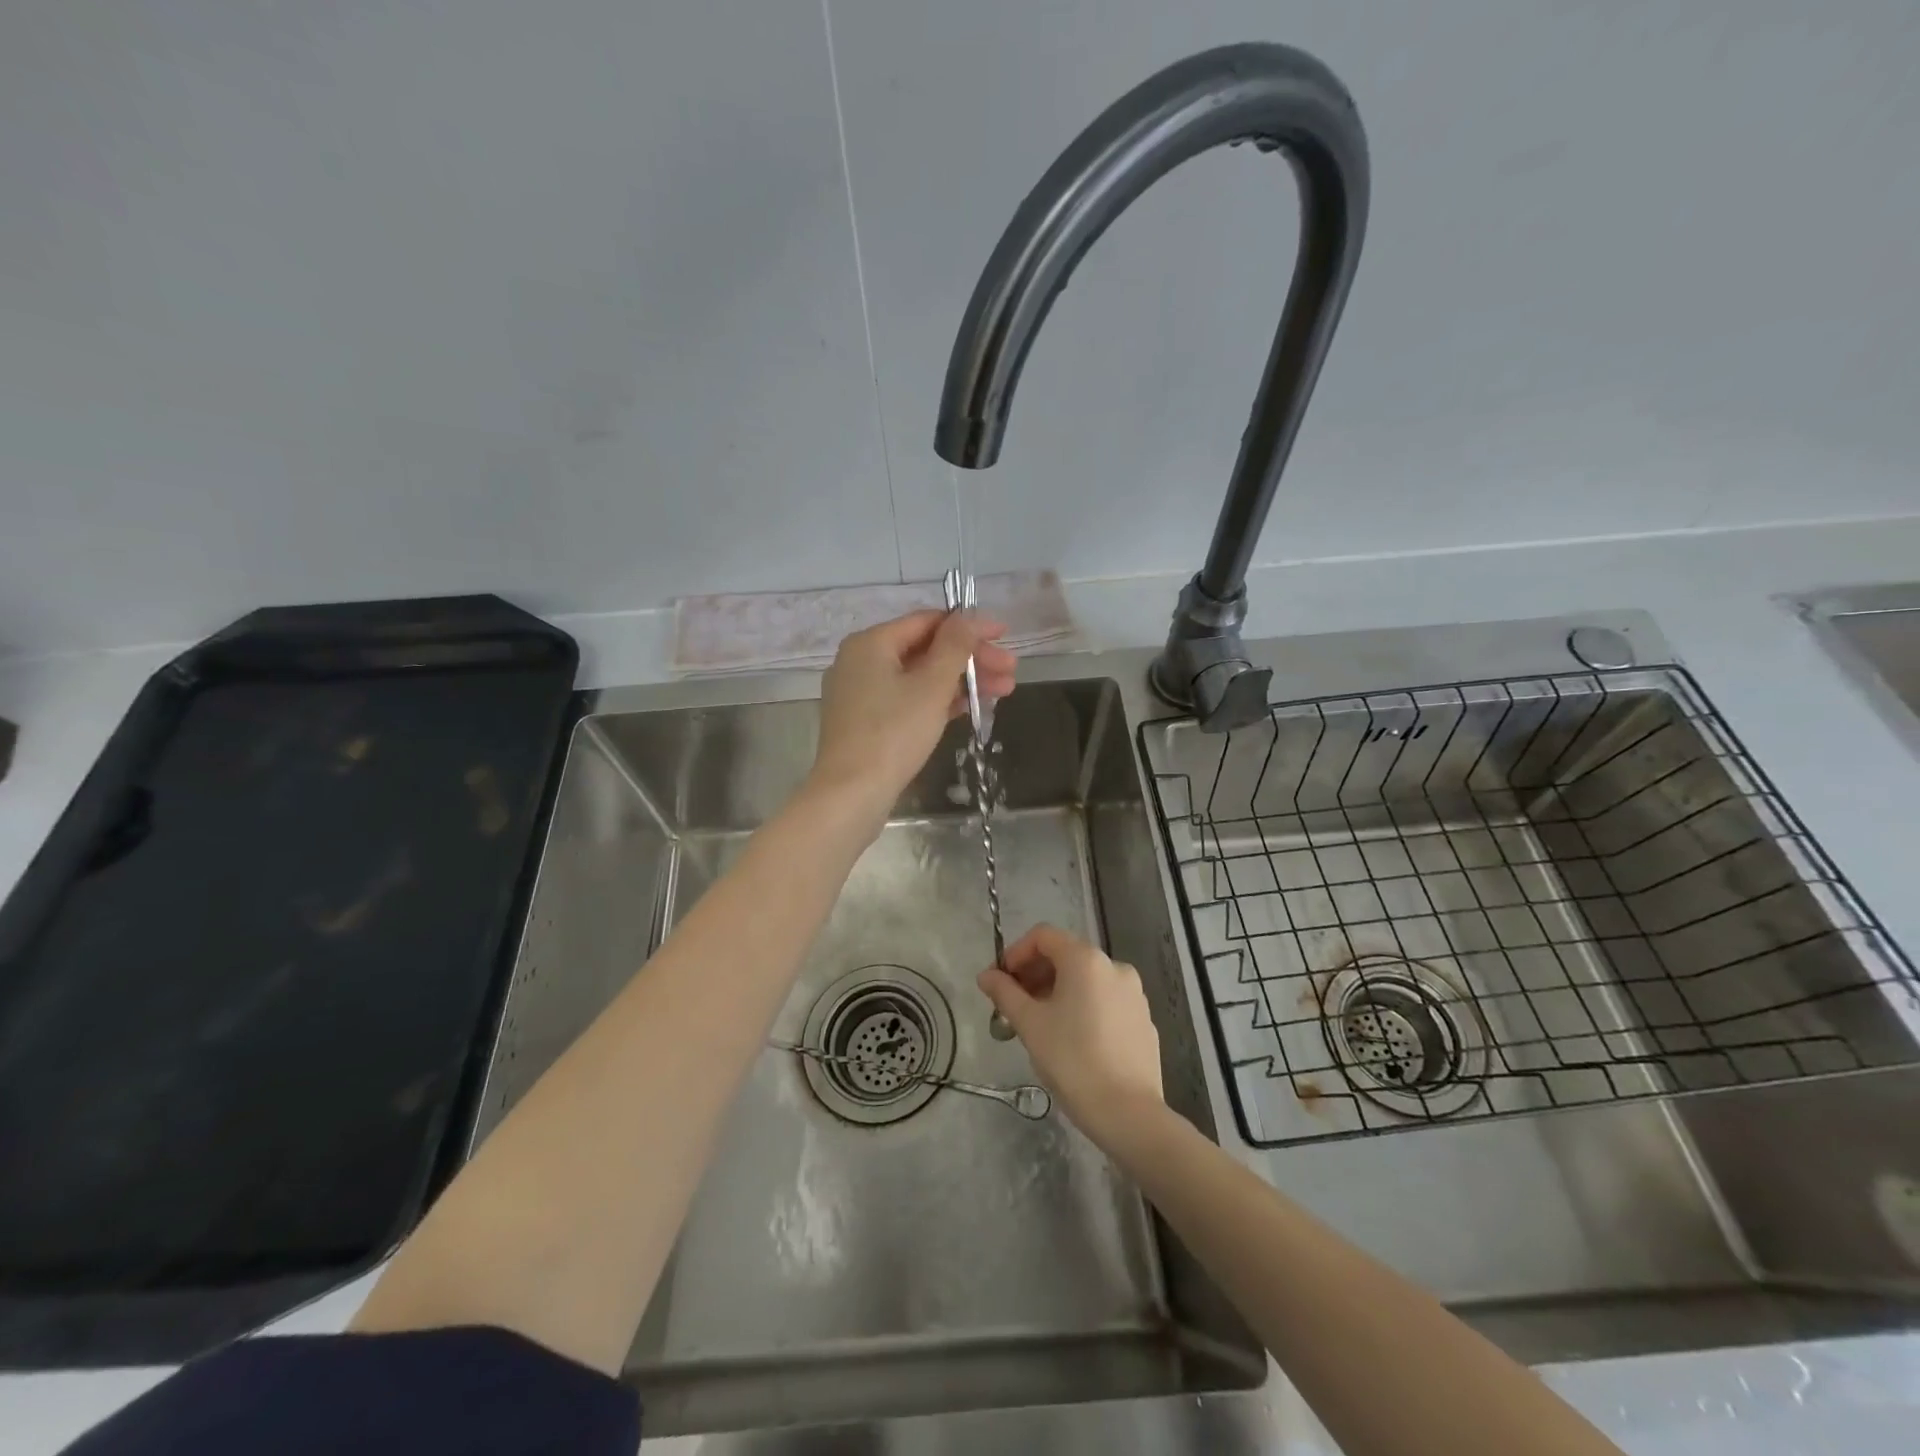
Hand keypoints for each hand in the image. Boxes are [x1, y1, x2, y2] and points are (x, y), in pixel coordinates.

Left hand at [808, 609, 1015, 819]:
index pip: (928, 621)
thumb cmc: (893, 733)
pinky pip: (907, 699)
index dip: (970, 626)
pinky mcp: (866, 722)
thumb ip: (955, 646)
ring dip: (960, 681)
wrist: (851, 794)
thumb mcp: (931, 686)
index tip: (1004, 636)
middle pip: (925, 649)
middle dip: (971, 659)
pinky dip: (937, 700)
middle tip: (1011, 671)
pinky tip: (970, 707)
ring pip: (919, 676)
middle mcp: (860, 661)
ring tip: (1003, 692)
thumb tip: (969, 616)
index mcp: (871, 643)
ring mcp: (861, 693)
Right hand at [977, 924, 1163, 1146]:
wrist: (1128, 1113)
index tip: (1000, 982)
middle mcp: (1114, 966)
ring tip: (1040, 1024)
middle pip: (1066, 955)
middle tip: (1013, 1005)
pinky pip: (1106, 1000)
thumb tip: (986, 976)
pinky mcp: (1143, 1019)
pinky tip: (1072, 1039)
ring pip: (1087, 979)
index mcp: (1086, 960)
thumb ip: (1005, 993)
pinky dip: (1083, 1007)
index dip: (1016, 953)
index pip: (1043, 936)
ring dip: (1057, 991)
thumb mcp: (1030, 1024)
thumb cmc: (1072, 1061)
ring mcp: (1134, 993)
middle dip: (1035, 974)